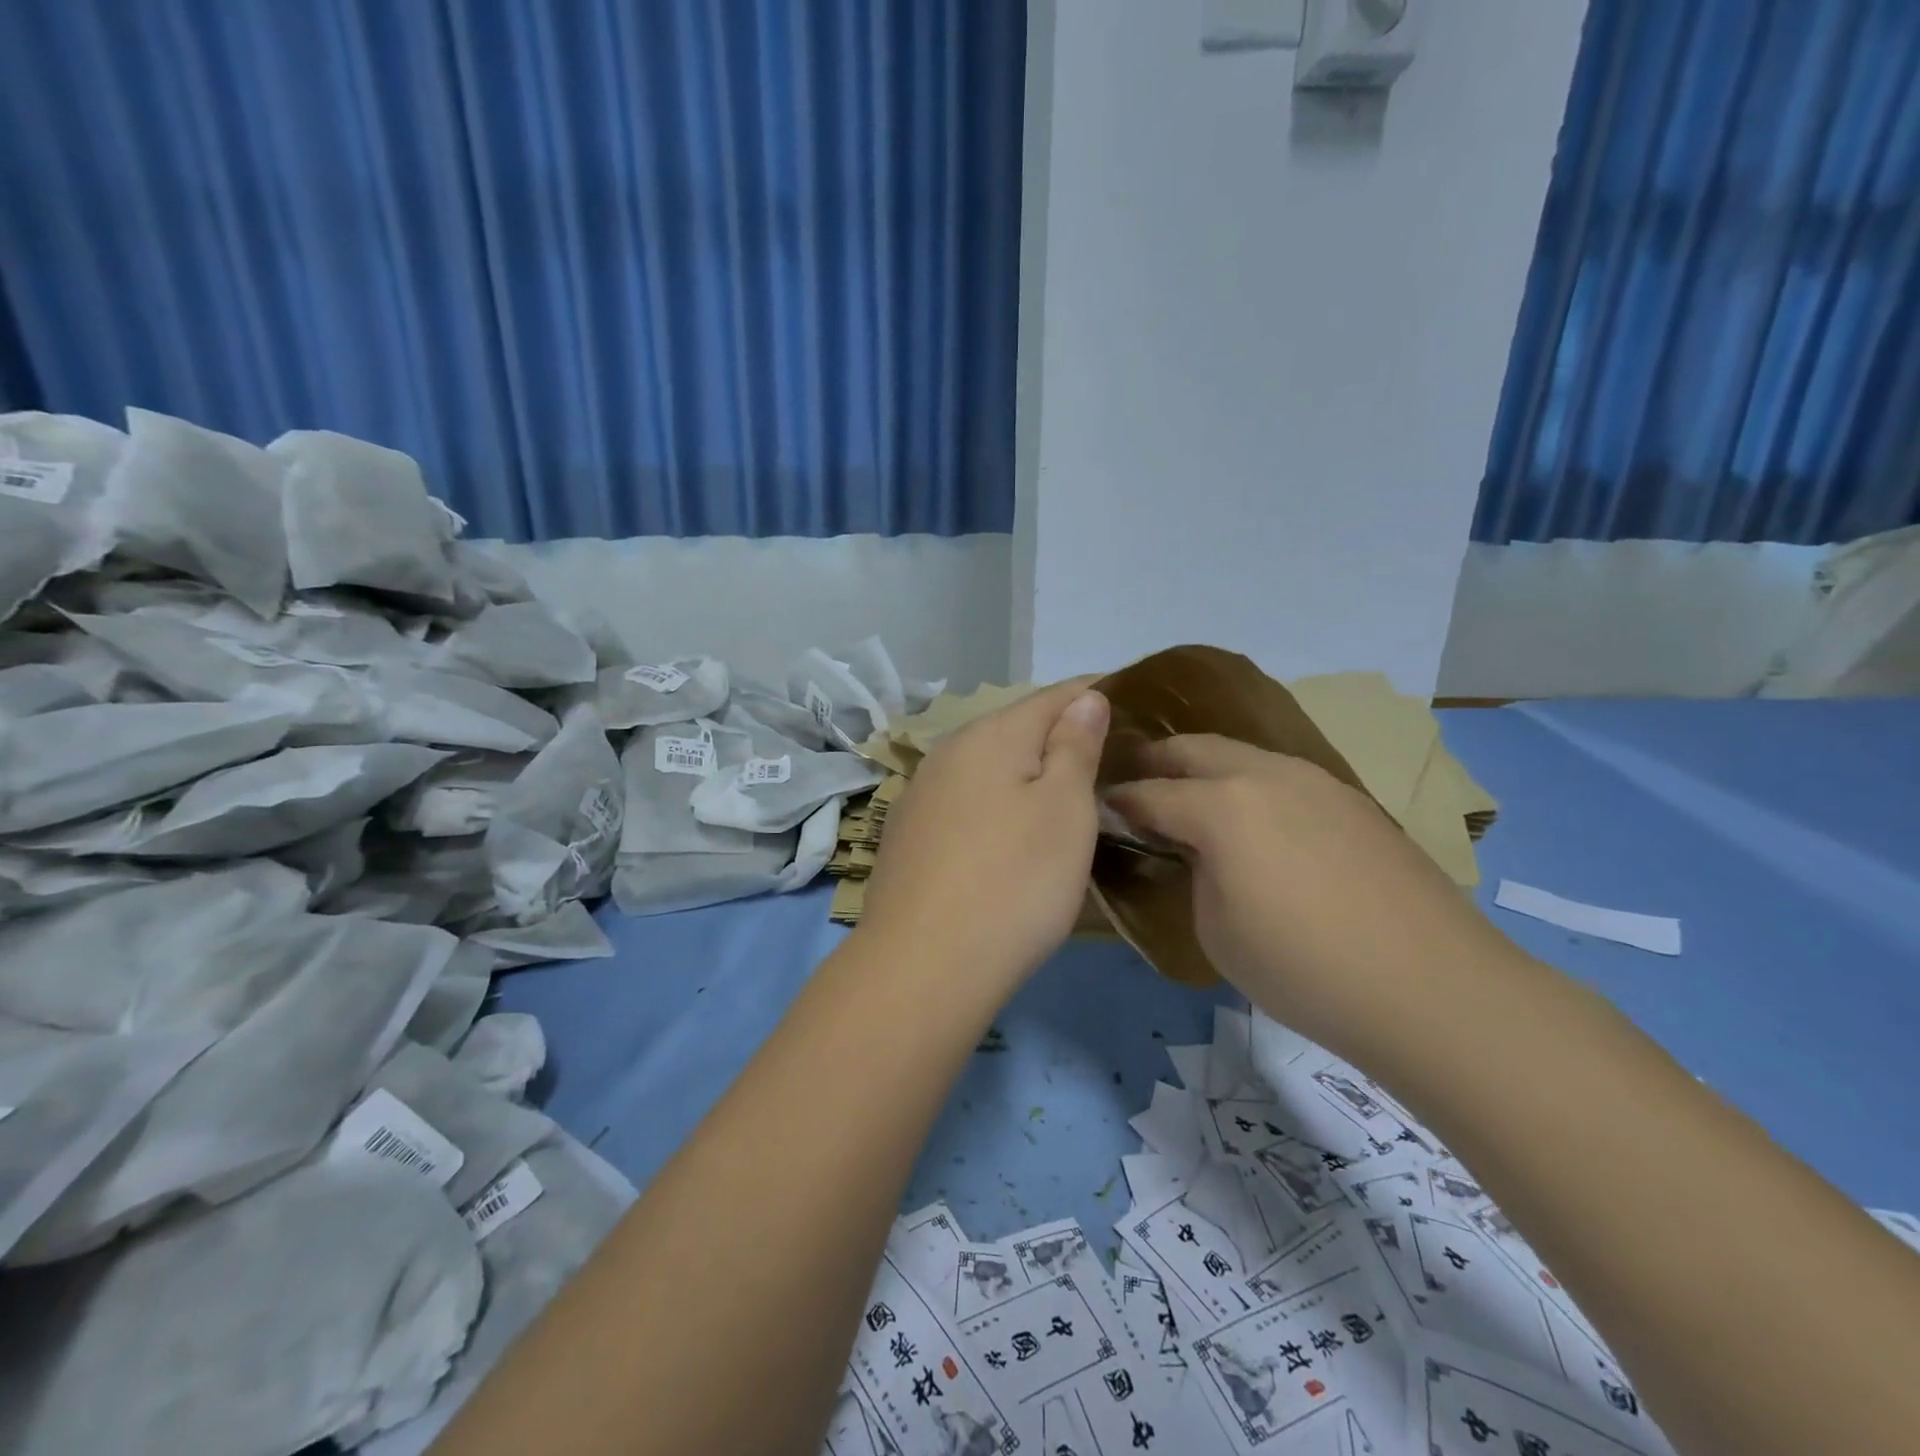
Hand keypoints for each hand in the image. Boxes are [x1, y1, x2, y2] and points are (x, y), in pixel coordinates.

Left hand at [858, 680, 1110, 990]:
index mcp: (990, 734)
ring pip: (988, 765)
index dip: (1096, 693)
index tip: (1133, 703)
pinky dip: (996, 802)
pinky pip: (966, 800)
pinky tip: (1008, 829)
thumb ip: (1074, 746)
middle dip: (1061, 734)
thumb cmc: (1013, 881)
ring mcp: (921, 793)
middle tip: (1108, 755)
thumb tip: (1084, 699)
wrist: (922, 966)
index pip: (1055, 695)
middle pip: (1016, 727)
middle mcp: (948, 752)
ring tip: (1065, 790)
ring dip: (1026, 770)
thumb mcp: (1064, 809)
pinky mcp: (908, 834)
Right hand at [1107, 735, 1515, 1060]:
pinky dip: (1251, 786)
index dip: (1117, 801)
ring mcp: (1315, 781)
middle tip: (1136, 785)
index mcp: (1220, 806)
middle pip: (1193, 749)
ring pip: (1241, 754)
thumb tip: (1196, 851)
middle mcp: (1264, 775)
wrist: (1431, 988)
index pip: (1149, 793)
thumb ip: (1193, 874)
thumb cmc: (1303, 968)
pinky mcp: (1351, 800)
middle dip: (1156, 762)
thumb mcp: (1215, 929)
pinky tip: (1257, 821)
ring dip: (1206, 769)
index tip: (1098, 809)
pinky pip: (1282, 776)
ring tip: (1192, 799)